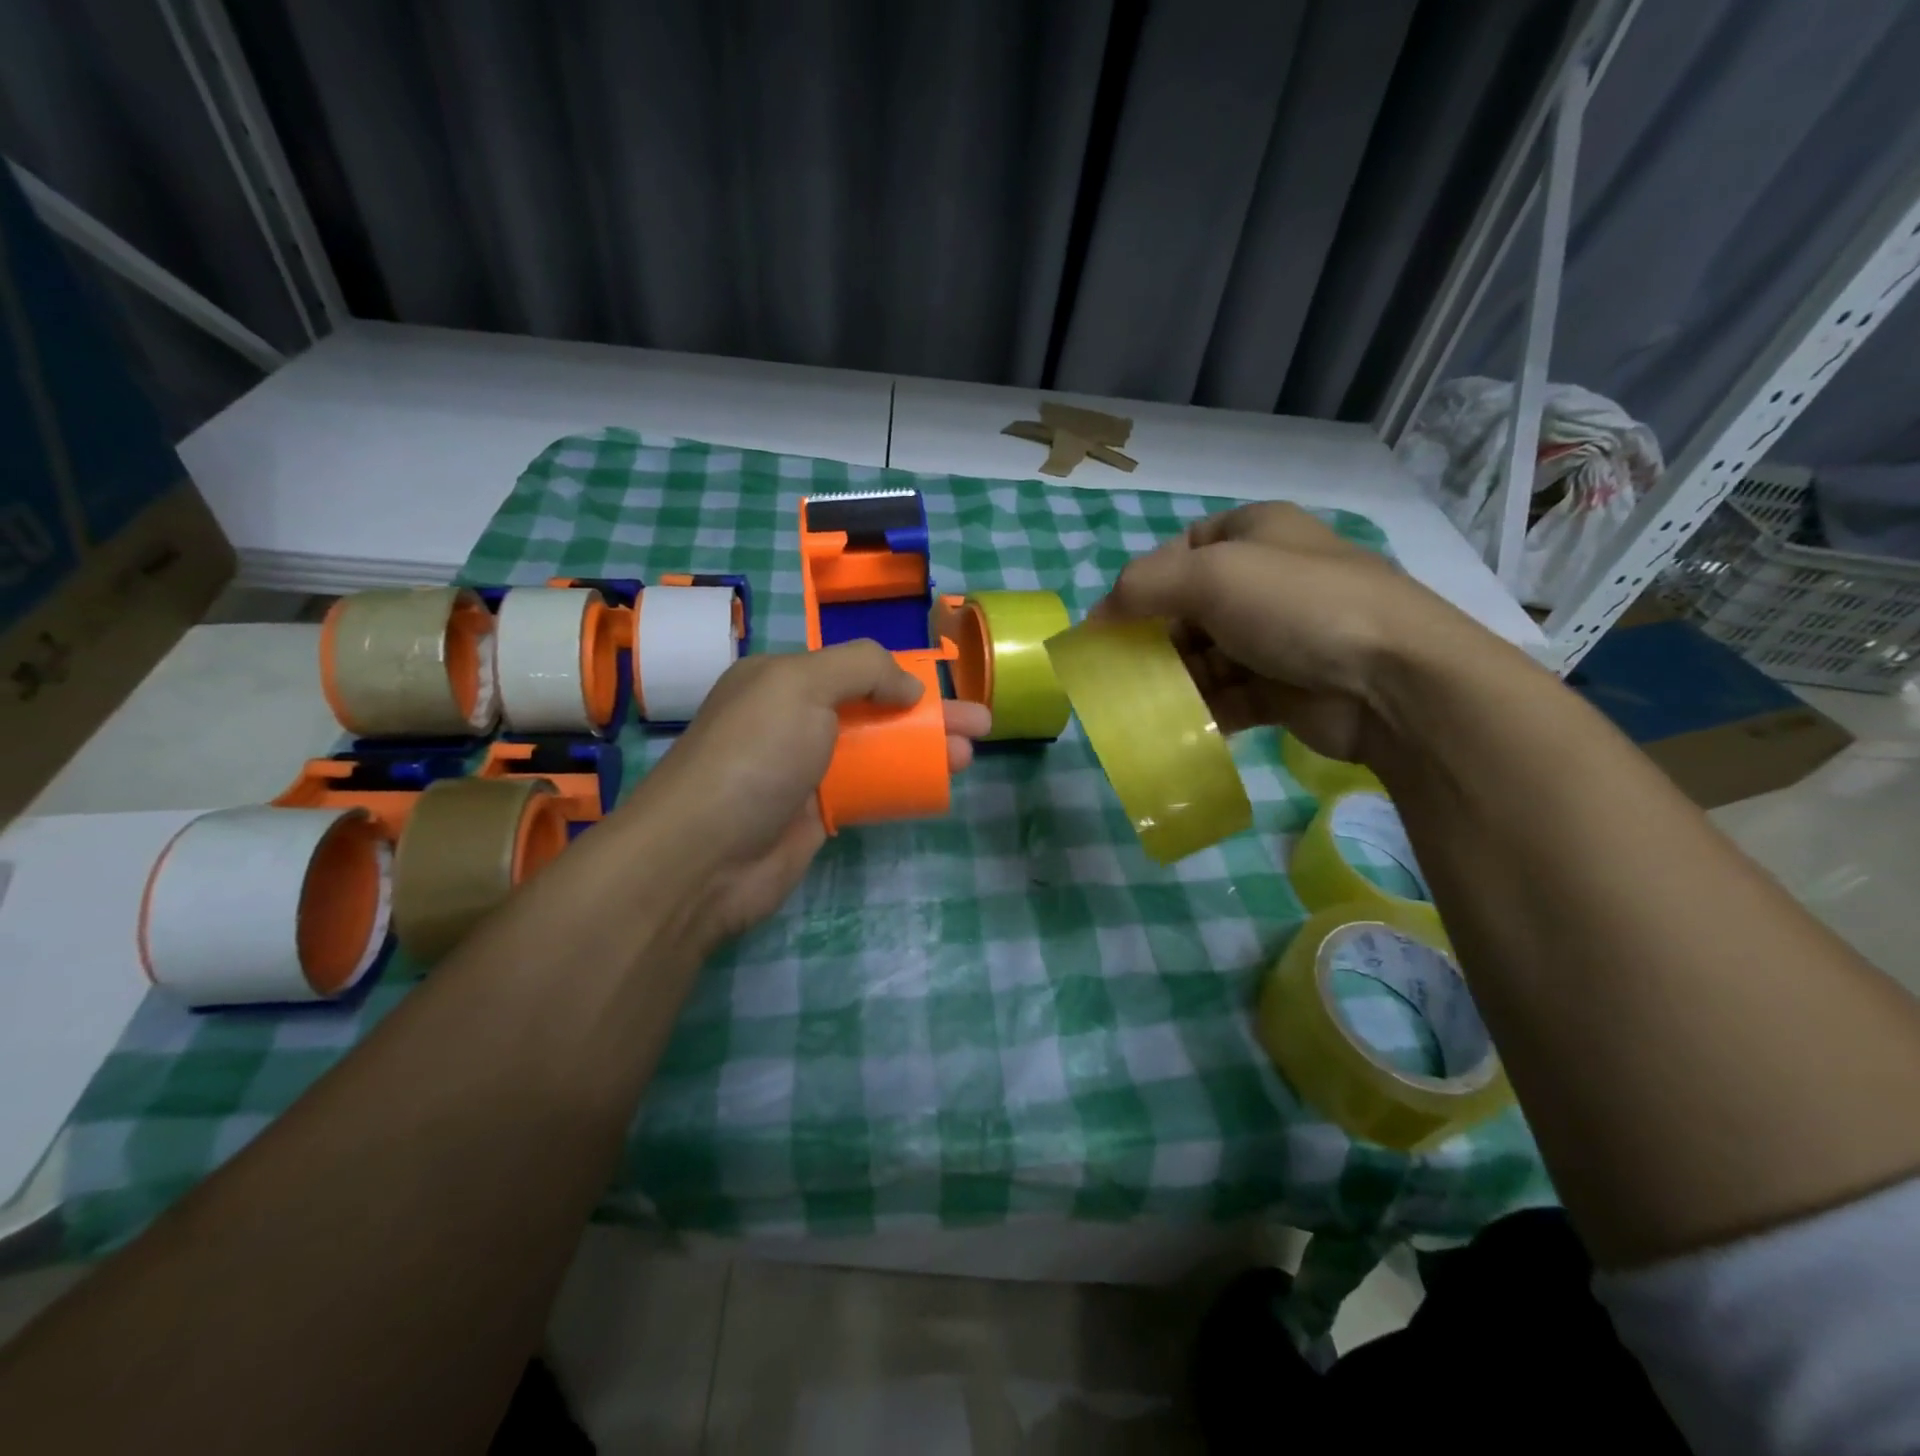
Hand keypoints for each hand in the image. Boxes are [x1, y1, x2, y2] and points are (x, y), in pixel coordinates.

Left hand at [618, 641, 990, 943]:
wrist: (703, 856)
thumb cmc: (754, 756)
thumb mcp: (802, 686)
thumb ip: (862, 668)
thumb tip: (909, 687)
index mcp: (783, 679)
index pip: (855, 667)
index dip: (904, 674)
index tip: (946, 685)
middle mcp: (793, 719)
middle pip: (875, 709)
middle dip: (930, 714)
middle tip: (981, 725)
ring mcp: (806, 770)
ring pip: (877, 751)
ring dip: (924, 750)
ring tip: (971, 756)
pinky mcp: (816, 815)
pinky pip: (868, 790)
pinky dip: (902, 785)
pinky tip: (935, 788)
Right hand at [1093, 502, 1471, 762]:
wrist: (1392, 681)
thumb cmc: (1297, 607)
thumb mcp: (1210, 576)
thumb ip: (1141, 587)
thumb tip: (1096, 617)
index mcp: (1256, 534)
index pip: (1184, 550)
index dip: (1143, 583)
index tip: (1112, 622)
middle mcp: (1268, 581)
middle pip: (1190, 609)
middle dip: (1154, 639)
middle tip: (1121, 670)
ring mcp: (1278, 638)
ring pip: (1205, 657)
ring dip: (1173, 680)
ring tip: (1141, 705)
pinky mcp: (1284, 689)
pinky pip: (1227, 697)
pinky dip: (1201, 710)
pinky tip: (1177, 727)